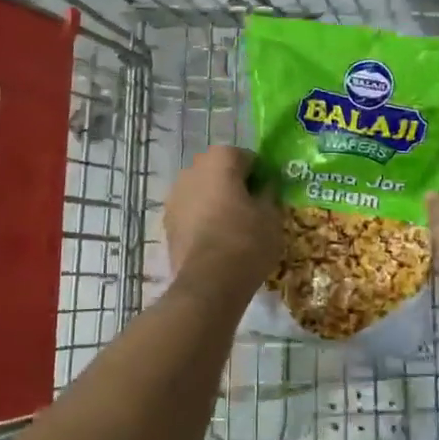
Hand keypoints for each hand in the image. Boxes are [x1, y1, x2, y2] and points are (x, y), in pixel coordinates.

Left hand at [164, 146, 282, 288]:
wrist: (209, 282)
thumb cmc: (246, 240)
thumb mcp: (271, 215)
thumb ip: (268, 193)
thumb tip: (265, 187)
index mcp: (220, 159)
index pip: (247, 158)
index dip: (260, 176)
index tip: (269, 195)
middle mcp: (192, 169)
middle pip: (220, 171)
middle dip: (234, 185)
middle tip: (252, 210)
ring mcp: (175, 195)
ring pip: (202, 191)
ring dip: (215, 202)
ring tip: (233, 228)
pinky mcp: (167, 222)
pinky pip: (191, 213)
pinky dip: (202, 220)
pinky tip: (215, 241)